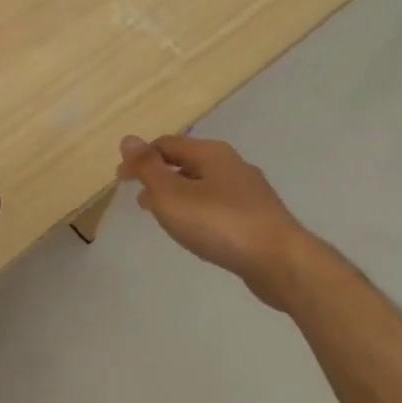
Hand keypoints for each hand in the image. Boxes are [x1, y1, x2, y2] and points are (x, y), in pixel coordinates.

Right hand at [117, 135, 313, 309]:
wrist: (281, 263)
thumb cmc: (219, 223)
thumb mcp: (171, 194)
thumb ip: (147, 167)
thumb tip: (128, 139)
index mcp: (211, 153)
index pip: (166, 144)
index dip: (140, 159)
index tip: (121, 181)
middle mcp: (232, 165)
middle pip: (186, 162)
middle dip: (159, 177)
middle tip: (139, 199)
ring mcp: (249, 193)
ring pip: (202, 186)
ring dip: (177, 196)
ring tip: (161, 217)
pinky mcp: (258, 219)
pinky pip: (218, 206)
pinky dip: (197, 212)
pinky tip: (194, 231)